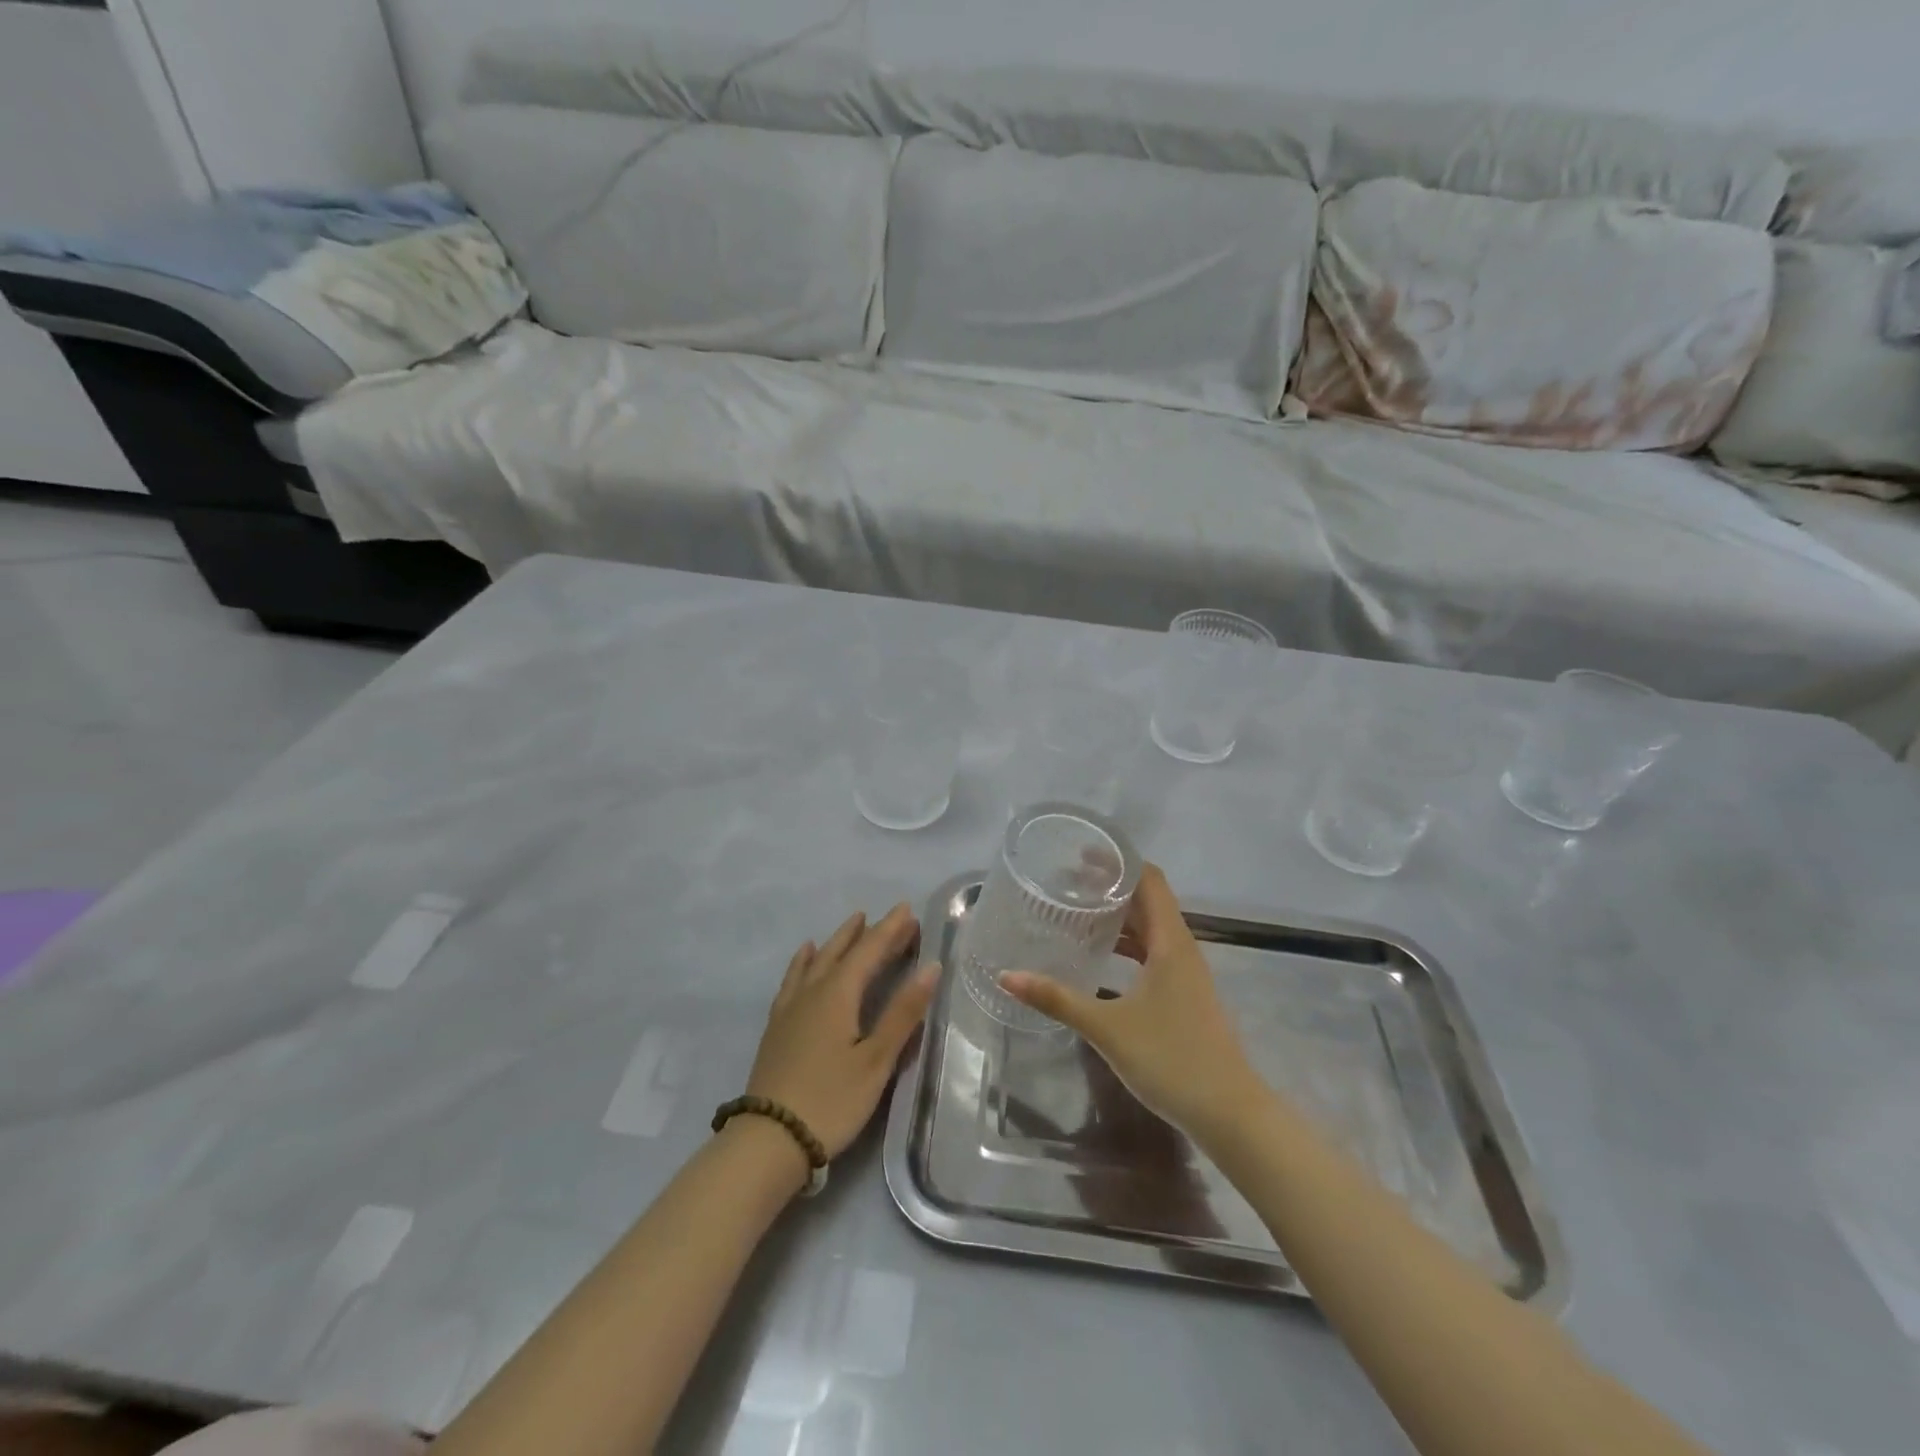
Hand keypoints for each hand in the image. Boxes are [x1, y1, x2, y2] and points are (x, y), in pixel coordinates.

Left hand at [745, 904, 938, 1159]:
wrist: (768, 1141)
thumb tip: (931, 967)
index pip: (869, 951)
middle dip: (868, 932)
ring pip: (817, 960)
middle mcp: (812, 991)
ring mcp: (790, 1008)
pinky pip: (794, 978)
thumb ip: (903, 1013)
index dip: (890, 930)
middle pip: (843, 951)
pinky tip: (805, 957)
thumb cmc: (831, 1101)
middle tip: (890, 918)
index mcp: (838, 994)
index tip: (907, 909)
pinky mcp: (777, 1026)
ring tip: (853, 923)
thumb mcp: (875, 1061)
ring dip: (838, 941)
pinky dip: (804, 961)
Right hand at [1000, 864, 1262, 1143]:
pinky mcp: (1184, 994)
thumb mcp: (1107, 1027)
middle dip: (1111, 886)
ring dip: (1120, 916)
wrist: (1230, 1113)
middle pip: (1149, 900)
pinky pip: (1153, 952)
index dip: (1118, 862)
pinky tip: (1101, 957)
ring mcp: (1185, 972)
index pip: (1149, 880)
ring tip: (1078, 912)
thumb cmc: (1171, 1059)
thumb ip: (1057, 999)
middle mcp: (1181, 948)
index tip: (1081, 855)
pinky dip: (1128, 944)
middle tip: (1067, 882)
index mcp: (1170, 942)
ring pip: (1151, 928)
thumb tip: (1007, 976)